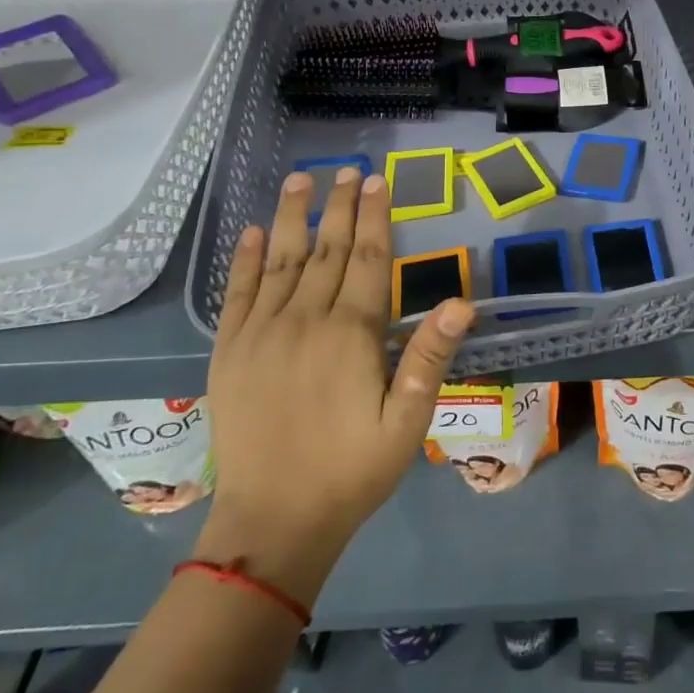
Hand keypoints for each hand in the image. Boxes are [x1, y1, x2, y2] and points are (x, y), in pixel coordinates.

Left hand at [195, 169, 473, 602]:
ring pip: (281, 261)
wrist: (273, 523)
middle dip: (339, 206)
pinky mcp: (230, 353)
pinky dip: (245, 260)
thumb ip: (430, 358)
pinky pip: (237, 294)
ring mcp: (261, 334)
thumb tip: (463, 302)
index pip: (368, 259)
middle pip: (327, 250)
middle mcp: (305, 321)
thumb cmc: (352, 471)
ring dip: (293, 217)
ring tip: (300, 179)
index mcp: (351, 334)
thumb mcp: (407, 422)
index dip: (375, 217)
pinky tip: (253, 232)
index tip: (378, 181)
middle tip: (348, 169)